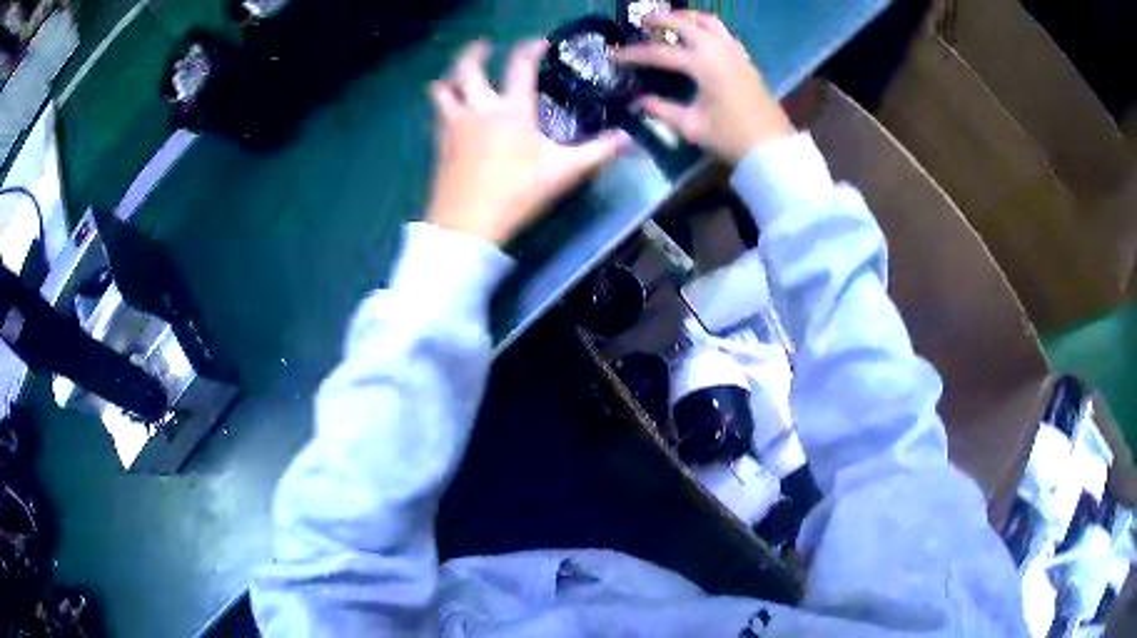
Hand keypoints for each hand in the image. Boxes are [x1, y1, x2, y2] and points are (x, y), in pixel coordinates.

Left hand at [426, 40, 626, 245]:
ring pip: (443, 89)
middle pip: (468, 67)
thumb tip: (629, 138)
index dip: (530, 48)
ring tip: (458, 78)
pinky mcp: (440, 143)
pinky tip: (453, 113)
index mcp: (512, 109)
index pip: (520, 64)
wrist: (468, 224)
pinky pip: (438, 113)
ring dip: (450, 78)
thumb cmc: (519, 193)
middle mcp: (480, 108)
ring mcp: (455, 124)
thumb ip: (598, 151)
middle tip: (485, 46)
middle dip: (475, 51)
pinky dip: (444, 104)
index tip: (539, 43)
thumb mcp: (564, 172)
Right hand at [616, 11, 794, 163]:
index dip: (635, 54)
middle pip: (685, 23)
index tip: (615, 56)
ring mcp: (734, 52)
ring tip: (672, 21)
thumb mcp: (691, 126)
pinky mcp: (745, 59)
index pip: (660, 53)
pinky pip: (723, 33)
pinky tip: (700, 37)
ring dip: (687, 18)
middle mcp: (718, 50)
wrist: (771, 147)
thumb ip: (661, 110)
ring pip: (709, 22)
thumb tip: (637, 102)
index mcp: (702, 64)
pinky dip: (707, 28)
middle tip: (643, 22)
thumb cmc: (730, 136)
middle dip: (661, 19)